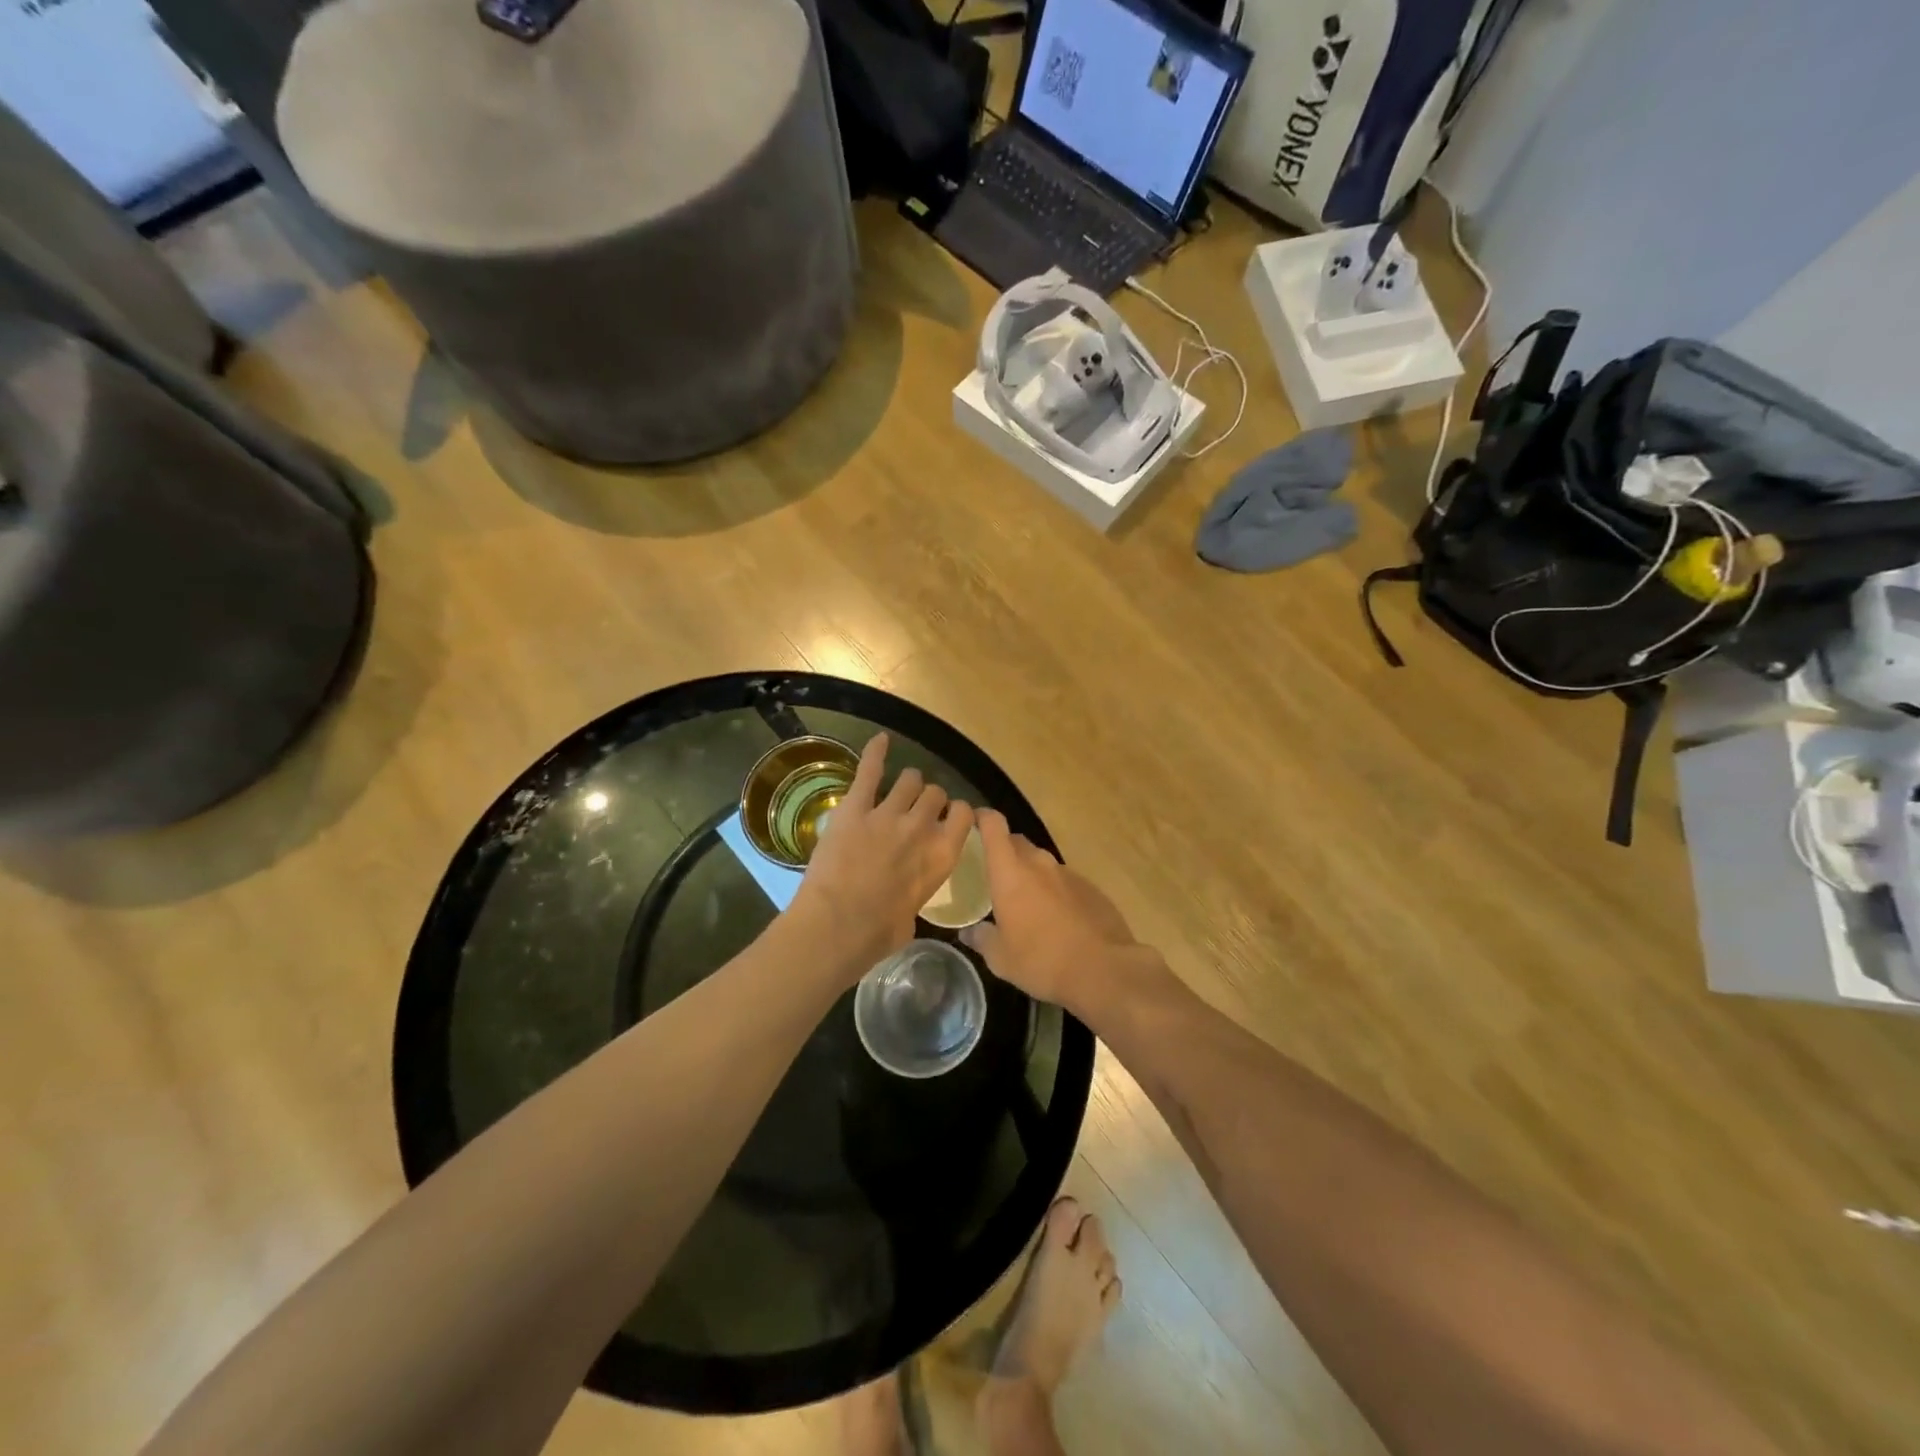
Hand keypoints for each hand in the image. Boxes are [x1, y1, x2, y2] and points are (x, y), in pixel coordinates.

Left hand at [789, 733, 974, 974]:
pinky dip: (875, 753)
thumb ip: (917, 892)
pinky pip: (870, 771)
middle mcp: (922, 828)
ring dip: (907, 783)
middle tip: (918, 809)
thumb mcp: (912, 917)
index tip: (949, 818)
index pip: (965, 815)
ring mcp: (888, 813)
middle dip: (929, 799)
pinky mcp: (855, 808)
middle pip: (935, 794)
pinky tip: (880, 740)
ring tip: (900, 788)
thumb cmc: (877, 936)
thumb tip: (907, 896)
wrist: (837, 927)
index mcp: (943, 856)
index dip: (957, 813)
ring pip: (909, 780)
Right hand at [962, 810, 1137, 1009]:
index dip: (983, 818)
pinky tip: (1056, 918)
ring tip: (1026, 901)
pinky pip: (1065, 882)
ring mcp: (1068, 874)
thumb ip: (981, 939)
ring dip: (1031, 874)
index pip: (994, 826)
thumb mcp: (1000, 959)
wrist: (1103, 970)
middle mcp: (1039, 864)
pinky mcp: (1091, 889)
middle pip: (1018, 843)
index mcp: (1010, 873)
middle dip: (1005, 850)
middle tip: (994, 873)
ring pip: (1042, 863)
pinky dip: (1055, 891)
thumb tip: (969, 932)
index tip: (973, 822)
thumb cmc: (1041, 960)